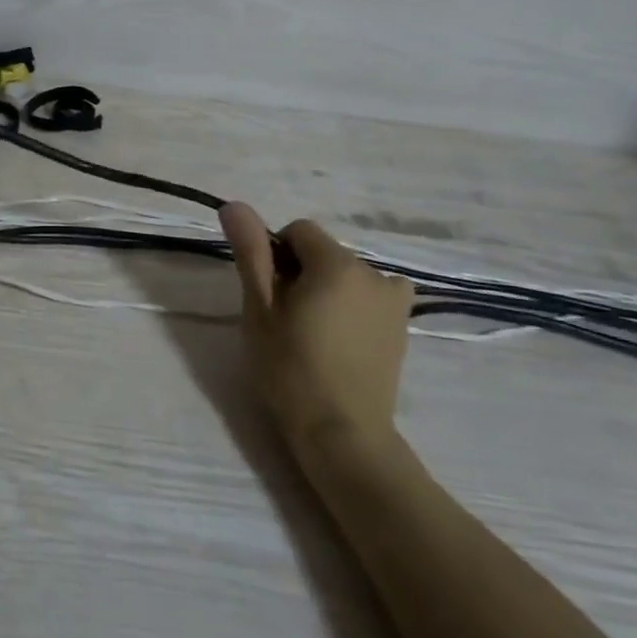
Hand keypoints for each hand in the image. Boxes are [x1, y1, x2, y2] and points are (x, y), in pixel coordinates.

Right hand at [219, 204, 415, 459]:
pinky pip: (369, 296)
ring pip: (345, 275)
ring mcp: (395, 301)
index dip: (274, 254)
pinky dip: (352, 305)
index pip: (297, 231)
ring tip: (312, 334)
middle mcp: (374, 272)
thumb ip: (251, 252)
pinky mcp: (402, 326)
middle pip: (323, 253)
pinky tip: (341, 339)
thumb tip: (234, 205)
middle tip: (284, 319)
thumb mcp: (259, 309)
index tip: (267, 294)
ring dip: (326, 290)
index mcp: (337, 264)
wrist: (342, 433)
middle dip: (300, 273)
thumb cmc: (290, 369)